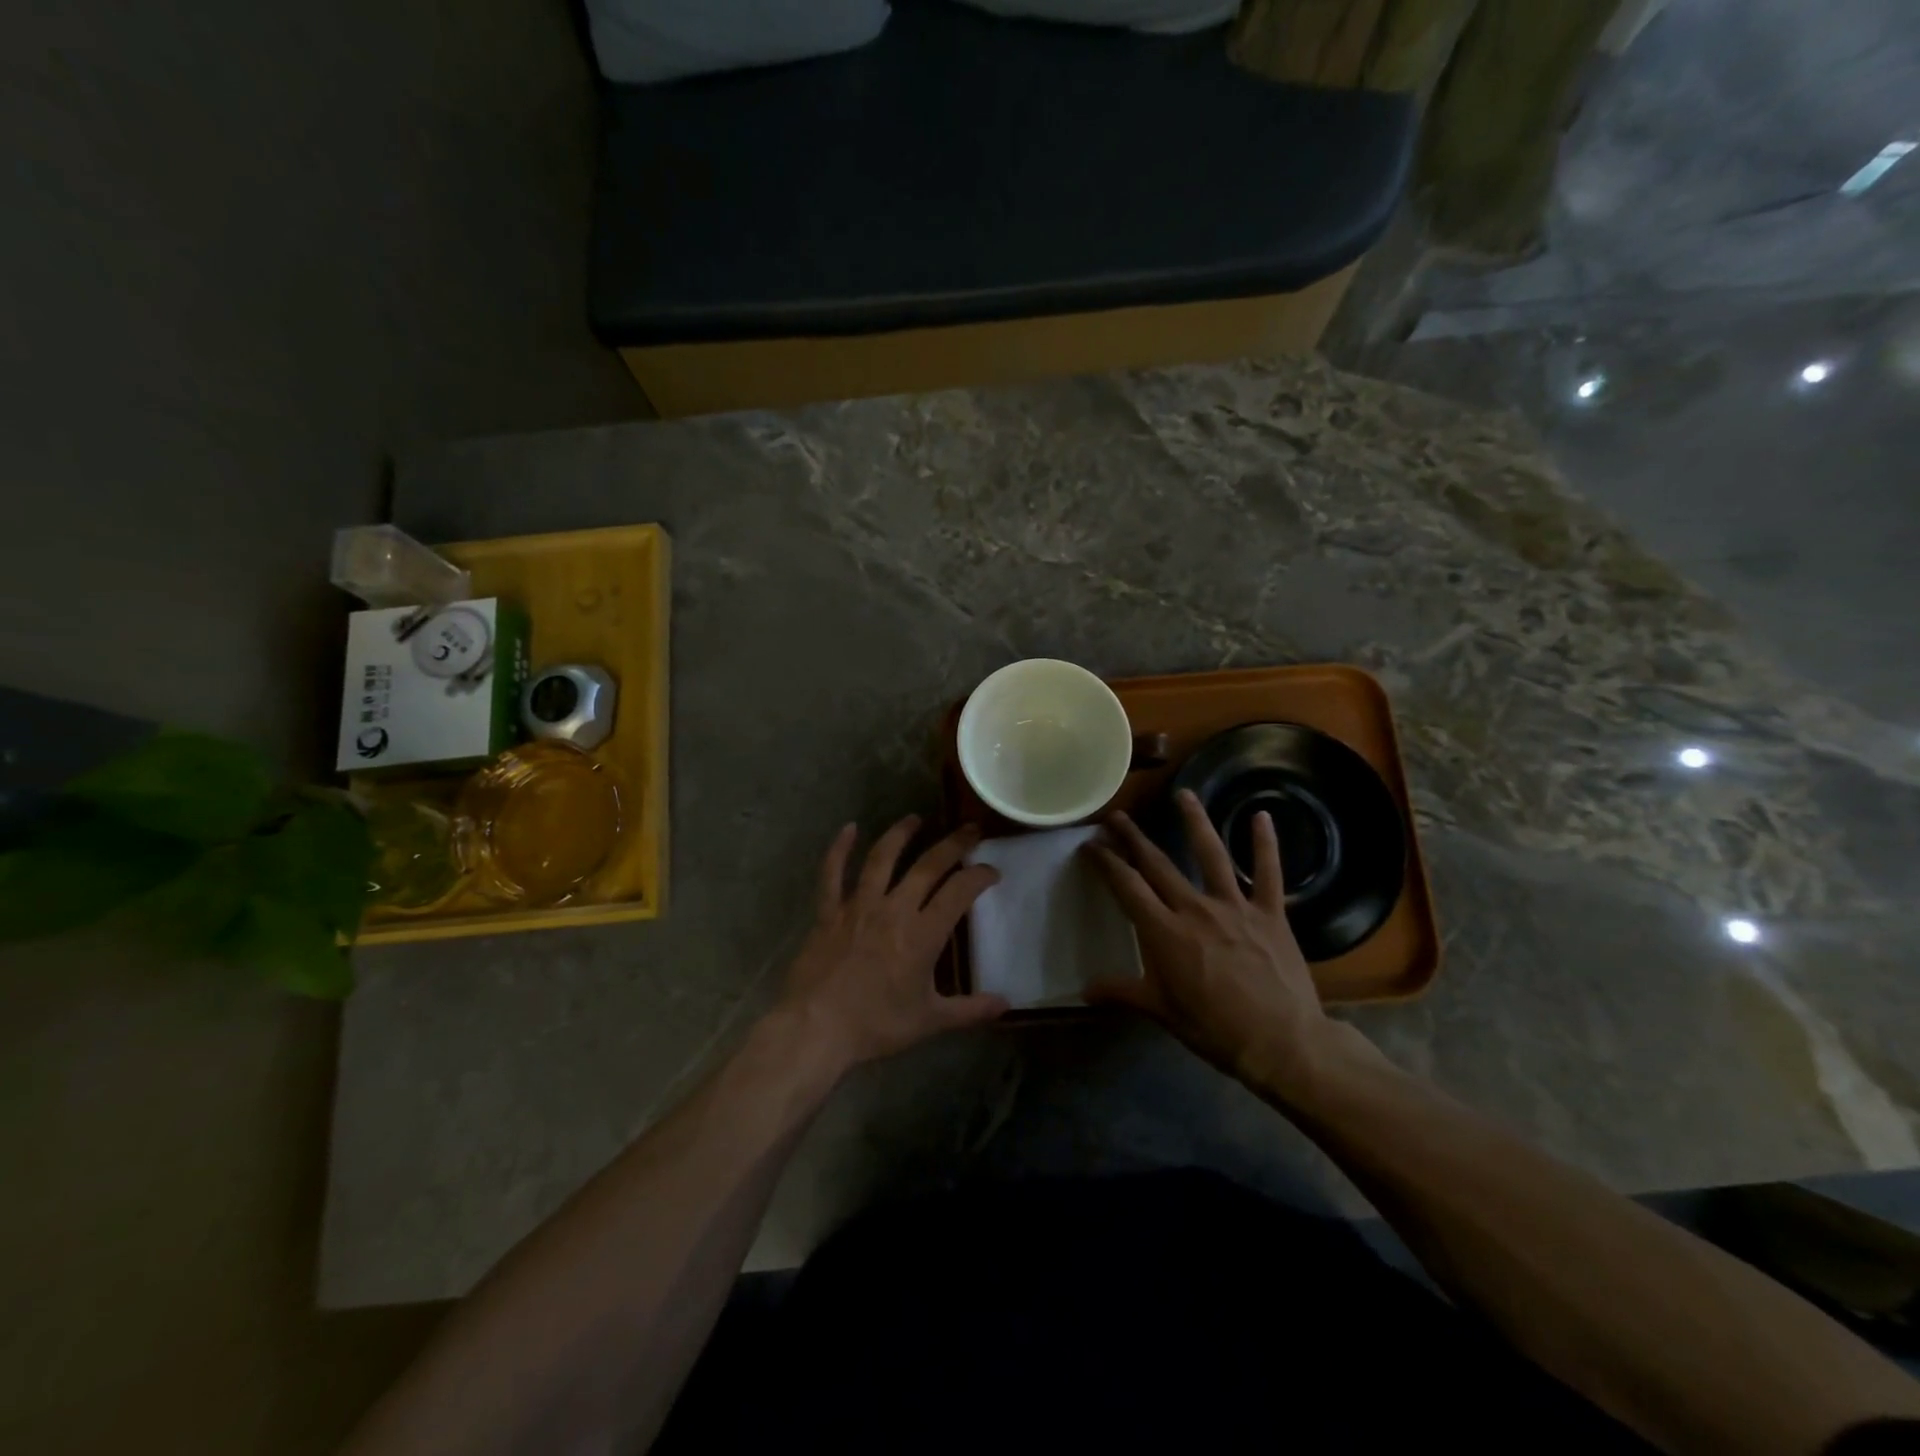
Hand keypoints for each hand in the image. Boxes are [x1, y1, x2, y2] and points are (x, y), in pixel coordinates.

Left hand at [776, 816, 1008, 1073]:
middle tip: (970, 829)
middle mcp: (894, 909)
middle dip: (954, 844)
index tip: (991, 871)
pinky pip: (832, 873)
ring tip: (915, 818)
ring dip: (901, 834)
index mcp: (923, 934)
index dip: (979, 876)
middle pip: (928, 865)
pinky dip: (840, 849)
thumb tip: (1006, 1004)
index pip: (960, 891)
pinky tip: (849, 828)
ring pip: (882, 858)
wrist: (816, 1028)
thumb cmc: (876, 1025)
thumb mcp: (930, 1021)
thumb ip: (970, 1010)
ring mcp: (858, 906)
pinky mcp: (828, 911)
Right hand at [1085, 790, 1335, 1095]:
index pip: (1127, 886)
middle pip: (1158, 864)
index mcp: (1164, 931)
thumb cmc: (1214, 1029)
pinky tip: (1262, 816)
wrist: (1281, 1043)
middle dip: (1133, 837)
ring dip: (1194, 821)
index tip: (1091, 845)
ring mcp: (1235, 906)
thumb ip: (1122, 993)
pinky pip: (1268, 872)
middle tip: (1117, 816)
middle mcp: (1195, 908)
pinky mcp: (1270, 913)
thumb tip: (1083, 991)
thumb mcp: (1161, 1011)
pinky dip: (1265, 844)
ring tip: (1183, 794)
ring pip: (1210, 854)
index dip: (1106, 862)